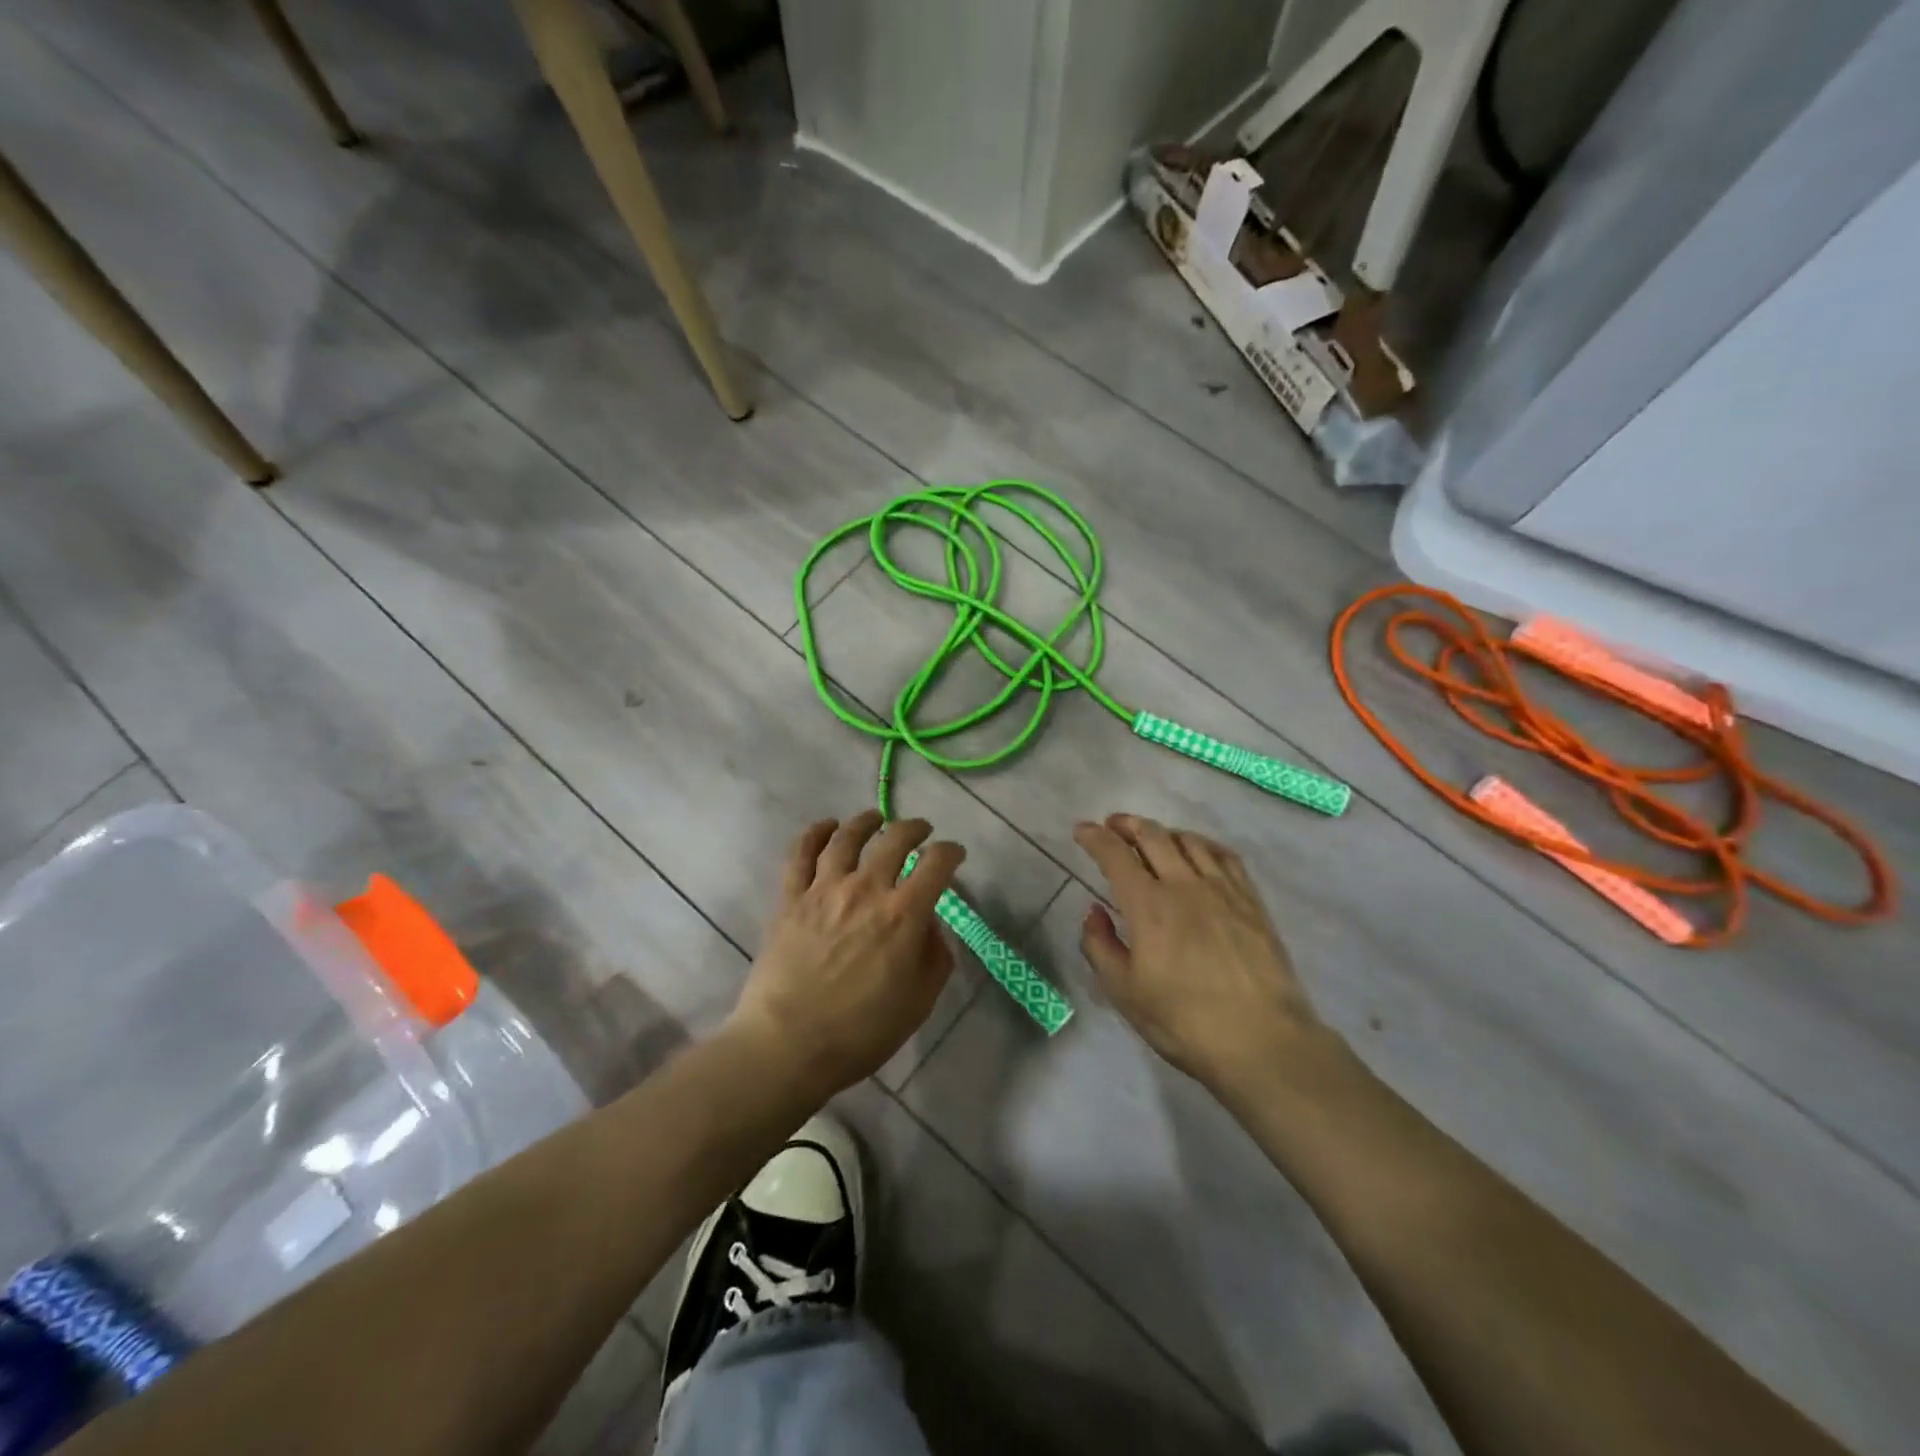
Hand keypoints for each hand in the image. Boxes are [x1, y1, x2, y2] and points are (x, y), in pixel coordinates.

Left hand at [728, 811, 964, 1099]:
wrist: (788, 1044)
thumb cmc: (862, 1031)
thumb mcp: (919, 1002)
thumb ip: (935, 957)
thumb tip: (931, 926)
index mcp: (904, 914)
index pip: (937, 863)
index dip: (951, 852)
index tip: (954, 854)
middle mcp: (866, 889)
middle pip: (895, 839)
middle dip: (914, 828)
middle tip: (921, 830)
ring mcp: (824, 889)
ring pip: (847, 837)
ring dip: (866, 821)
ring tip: (875, 818)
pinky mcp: (790, 898)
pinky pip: (801, 853)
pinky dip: (815, 833)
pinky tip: (826, 827)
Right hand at [1073, 813, 1331, 1090]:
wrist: (1262, 1042)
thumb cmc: (1184, 1022)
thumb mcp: (1124, 992)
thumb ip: (1100, 946)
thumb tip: (1094, 912)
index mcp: (1148, 905)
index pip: (1115, 855)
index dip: (1094, 837)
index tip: (1082, 830)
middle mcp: (1183, 885)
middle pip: (1152, 836)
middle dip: (1127, 824)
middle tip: (1113, 825)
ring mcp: (1222, 889)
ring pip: (1189, 840)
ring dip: (1163, 831)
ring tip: (1152, 837)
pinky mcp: (1251, 901)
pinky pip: (1224, 855)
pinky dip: (1202, 844)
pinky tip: (1198, 852)